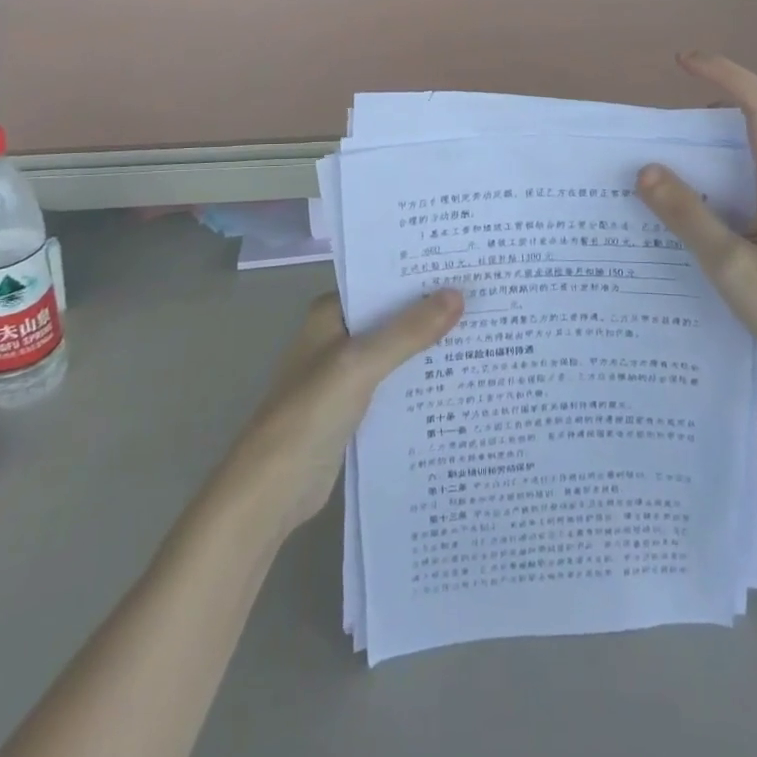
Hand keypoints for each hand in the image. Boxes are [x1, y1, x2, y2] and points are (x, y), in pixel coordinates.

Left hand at [224, 290, 462, 535]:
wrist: (271, 490)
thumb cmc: (310, 413)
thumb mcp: (361, 364)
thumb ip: (408, 331)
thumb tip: (458, 295)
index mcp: (330, 313)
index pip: (382, 281)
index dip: (420, 274)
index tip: (465, 266)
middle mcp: (338, 335)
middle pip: (392, 315)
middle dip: (432, 309)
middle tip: (485, 297)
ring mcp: (345, 373)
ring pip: (396, 349)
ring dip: (428, 345)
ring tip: (483, 331)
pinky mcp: (355, 407)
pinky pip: (395, 383)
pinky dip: (419, 379)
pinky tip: (457, 378)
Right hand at [637, 53, 756, 396]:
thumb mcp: (731, 266)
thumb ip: (688, 216)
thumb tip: (646, 170)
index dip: (724, 72)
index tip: (683, 62)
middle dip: (717, 102)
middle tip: (667, 123)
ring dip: (724, 139)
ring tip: (680, 161)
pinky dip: (736, 169)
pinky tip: (712, 205)